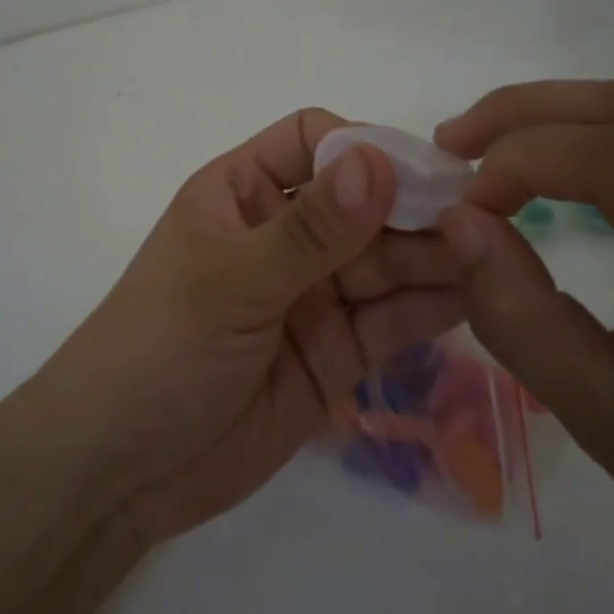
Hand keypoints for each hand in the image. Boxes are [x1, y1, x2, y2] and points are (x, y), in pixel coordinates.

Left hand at [29, 109, 465, 547]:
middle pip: (361, 203)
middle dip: (415, 206)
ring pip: (384, 261)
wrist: (119, 472)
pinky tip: (476, 297)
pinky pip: (390, 320)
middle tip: (484, 218)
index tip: (426, 170)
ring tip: (494, 255)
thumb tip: (378, 160)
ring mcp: (311, 296)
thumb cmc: (158, 350)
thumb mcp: (230, 283)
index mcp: (239, 194)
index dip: (365, 145)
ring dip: (433, 255)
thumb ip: (308, 230)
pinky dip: (429, 308)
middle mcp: (281, 236)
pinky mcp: (333, 354)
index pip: (311, 141)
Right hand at [433, 80, 613, 613]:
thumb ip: (520, 319)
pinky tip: (566, 155)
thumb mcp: (609, 428)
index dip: (525, 160)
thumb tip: (459, 219)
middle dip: (532, 113)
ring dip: (566, 112)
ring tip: (493, 142)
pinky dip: (611, 130)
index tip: (464, 202)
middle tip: (455, 141)